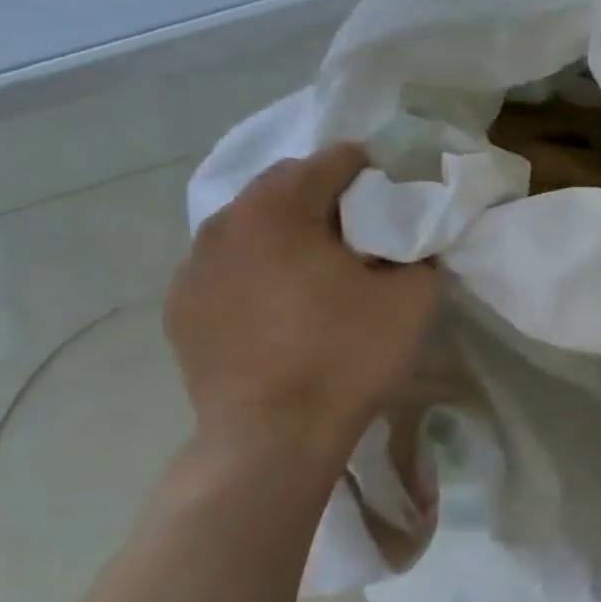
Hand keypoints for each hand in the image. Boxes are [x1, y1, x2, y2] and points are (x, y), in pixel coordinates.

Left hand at [165, 143, 438, 472]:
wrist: (271, 441)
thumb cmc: (346, 357)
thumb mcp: (413, 296)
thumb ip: (419, 248)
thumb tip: (410, 237)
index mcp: (279, 209)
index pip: (334, 160)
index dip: (374, 171)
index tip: (397, 198)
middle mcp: (225, 224)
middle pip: (285, 185)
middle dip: (327, 196)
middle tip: (363, 232)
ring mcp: (194, 267)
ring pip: (251, 224)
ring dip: (288, 230)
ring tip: (319, 268)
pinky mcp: (181, 307)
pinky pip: (228, 264)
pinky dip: (258, 266)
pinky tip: (282, 303)